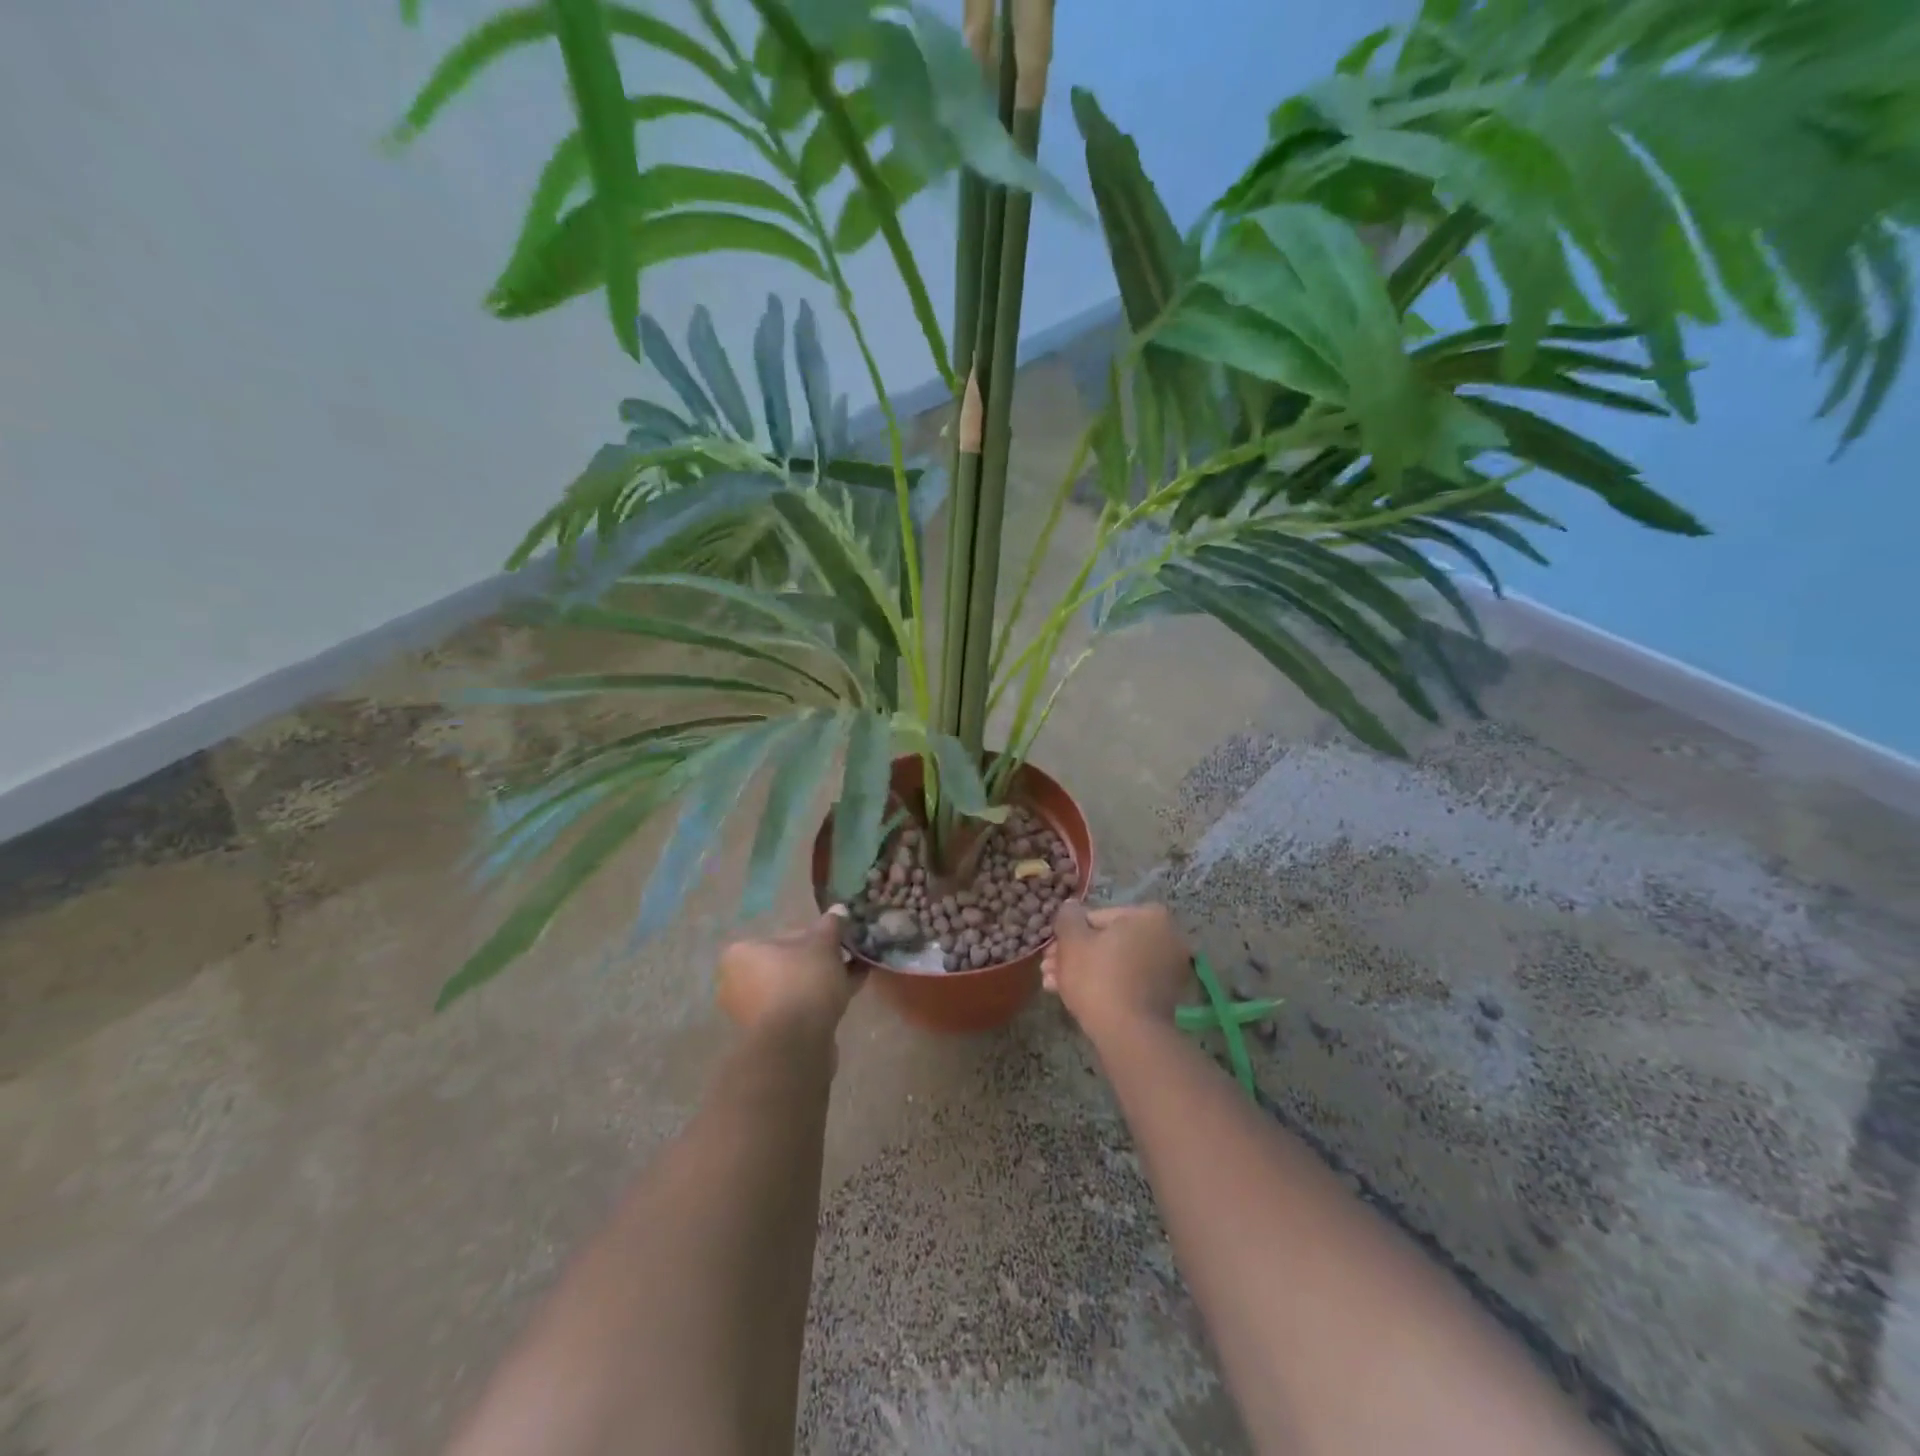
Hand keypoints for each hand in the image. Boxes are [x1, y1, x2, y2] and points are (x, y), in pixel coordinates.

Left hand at [717, 907, 863, 1036]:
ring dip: (822, 981)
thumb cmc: (802, 982)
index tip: (838, 941)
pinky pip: (797, 1009)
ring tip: (855, 975)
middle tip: (848, 957)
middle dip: (819, 961)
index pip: (784, 935)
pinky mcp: (768, 1035)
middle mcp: (738, 981)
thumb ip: (831, 925)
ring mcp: (751, 1011)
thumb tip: (838, 909)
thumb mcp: (823, 944)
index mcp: (741, 952)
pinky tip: (849, 993)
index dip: (816, 936)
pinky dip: (819, 1001)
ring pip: (795, 987)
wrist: (795, 1044)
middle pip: (788, 962)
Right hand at [1041, 901, 1191, 1036]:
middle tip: (1048, 970)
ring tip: (1053, 986)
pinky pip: (1128, 982)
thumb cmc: (1098, 977)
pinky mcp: (1165, 997)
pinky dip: (1105, 986)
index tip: (1050, 951)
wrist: (1128, 1034)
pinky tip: (1075, 998)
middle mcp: (1166, 938)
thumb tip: (1070, 907)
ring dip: (1084, 971)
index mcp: (1149, 916)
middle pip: (1108, 942)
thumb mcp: (1071, 940)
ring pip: (1115, 963)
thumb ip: (1067, 917)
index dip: (1069, 934)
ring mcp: (1168, 969)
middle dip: (1075, 955)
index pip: (1097, 917)